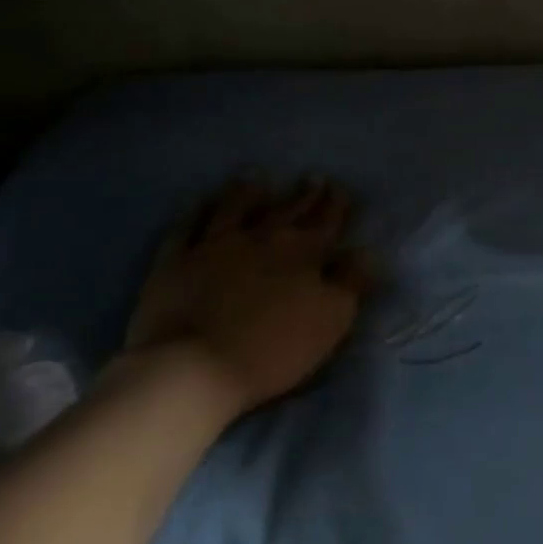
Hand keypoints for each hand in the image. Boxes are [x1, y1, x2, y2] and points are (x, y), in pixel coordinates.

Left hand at [125, 176, 375, 420]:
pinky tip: (200, 202)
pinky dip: (196, 212)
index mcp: (303, 253)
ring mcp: (215, 246)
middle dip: (304, 194)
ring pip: (236, 208)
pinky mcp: (176, 261)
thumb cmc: (273, 348)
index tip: (341, 188)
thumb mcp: (331, 320)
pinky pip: (187, 228)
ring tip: (257, 176)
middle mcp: (262, 238)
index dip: (336, 204)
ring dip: (249, 191)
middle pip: (287, 210)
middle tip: (312, 177)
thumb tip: (367, 252)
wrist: (194, 367)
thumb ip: (351, 283)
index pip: (327, 221)